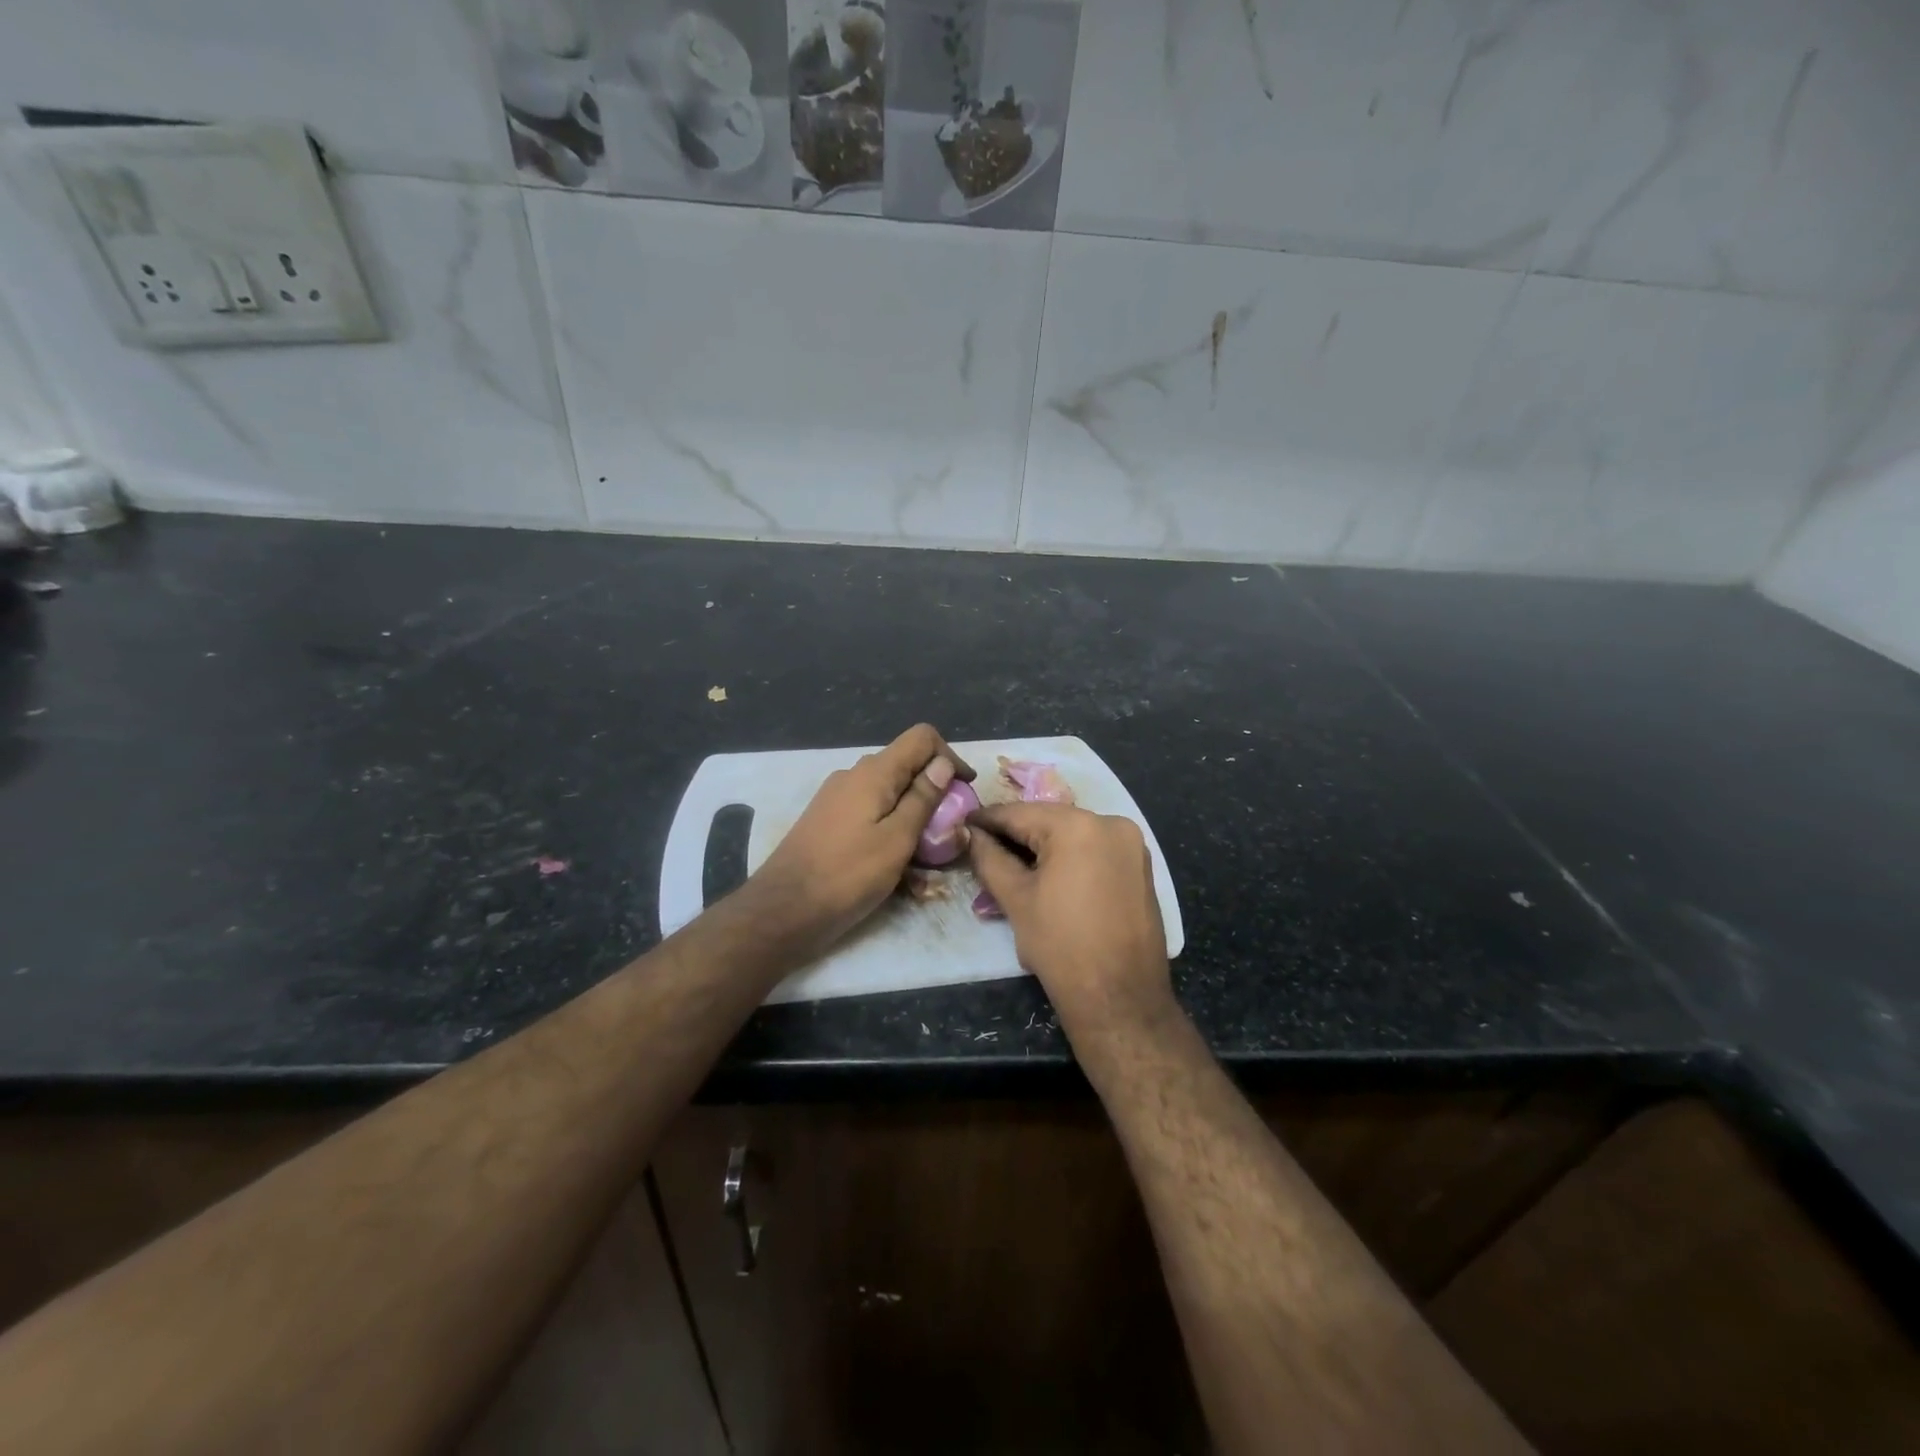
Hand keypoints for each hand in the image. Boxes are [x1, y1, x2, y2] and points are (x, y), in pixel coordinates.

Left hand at [744, 724, 973, 959]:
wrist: (783, 910)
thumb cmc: (847, 875)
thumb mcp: (897, 839)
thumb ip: (922, 799)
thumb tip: (943, 764)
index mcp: (873, 773)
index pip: (921, 737)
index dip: (950, 756)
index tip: (965, 791)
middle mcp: (854, 775)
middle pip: (905, 766)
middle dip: (934, 791)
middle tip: (951, 829)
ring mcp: (837, 798)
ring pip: (888, 794)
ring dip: (914, 815)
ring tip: (928, 855)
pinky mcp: (828, 821)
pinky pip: (870, 814)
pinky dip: (891, 829)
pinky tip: (897, 864)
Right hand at [967, 803, 1173, 1037]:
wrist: (1120, 998)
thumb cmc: (1061, 947)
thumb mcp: (1016, 899)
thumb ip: (990, 858)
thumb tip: (971, 835)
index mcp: (1078, 826)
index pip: (1020, 813)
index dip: (987, 820)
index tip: (963, 823)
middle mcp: (1111, 823)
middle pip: (1049, 820)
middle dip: (1016, 832)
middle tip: (983, 845)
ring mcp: (1132, 844)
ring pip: (1074, 834)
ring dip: (1043, 844)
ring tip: (1012, 861)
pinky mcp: (1141, 866)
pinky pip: (1096, 849)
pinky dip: (1070, 856)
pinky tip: (1048, 874)